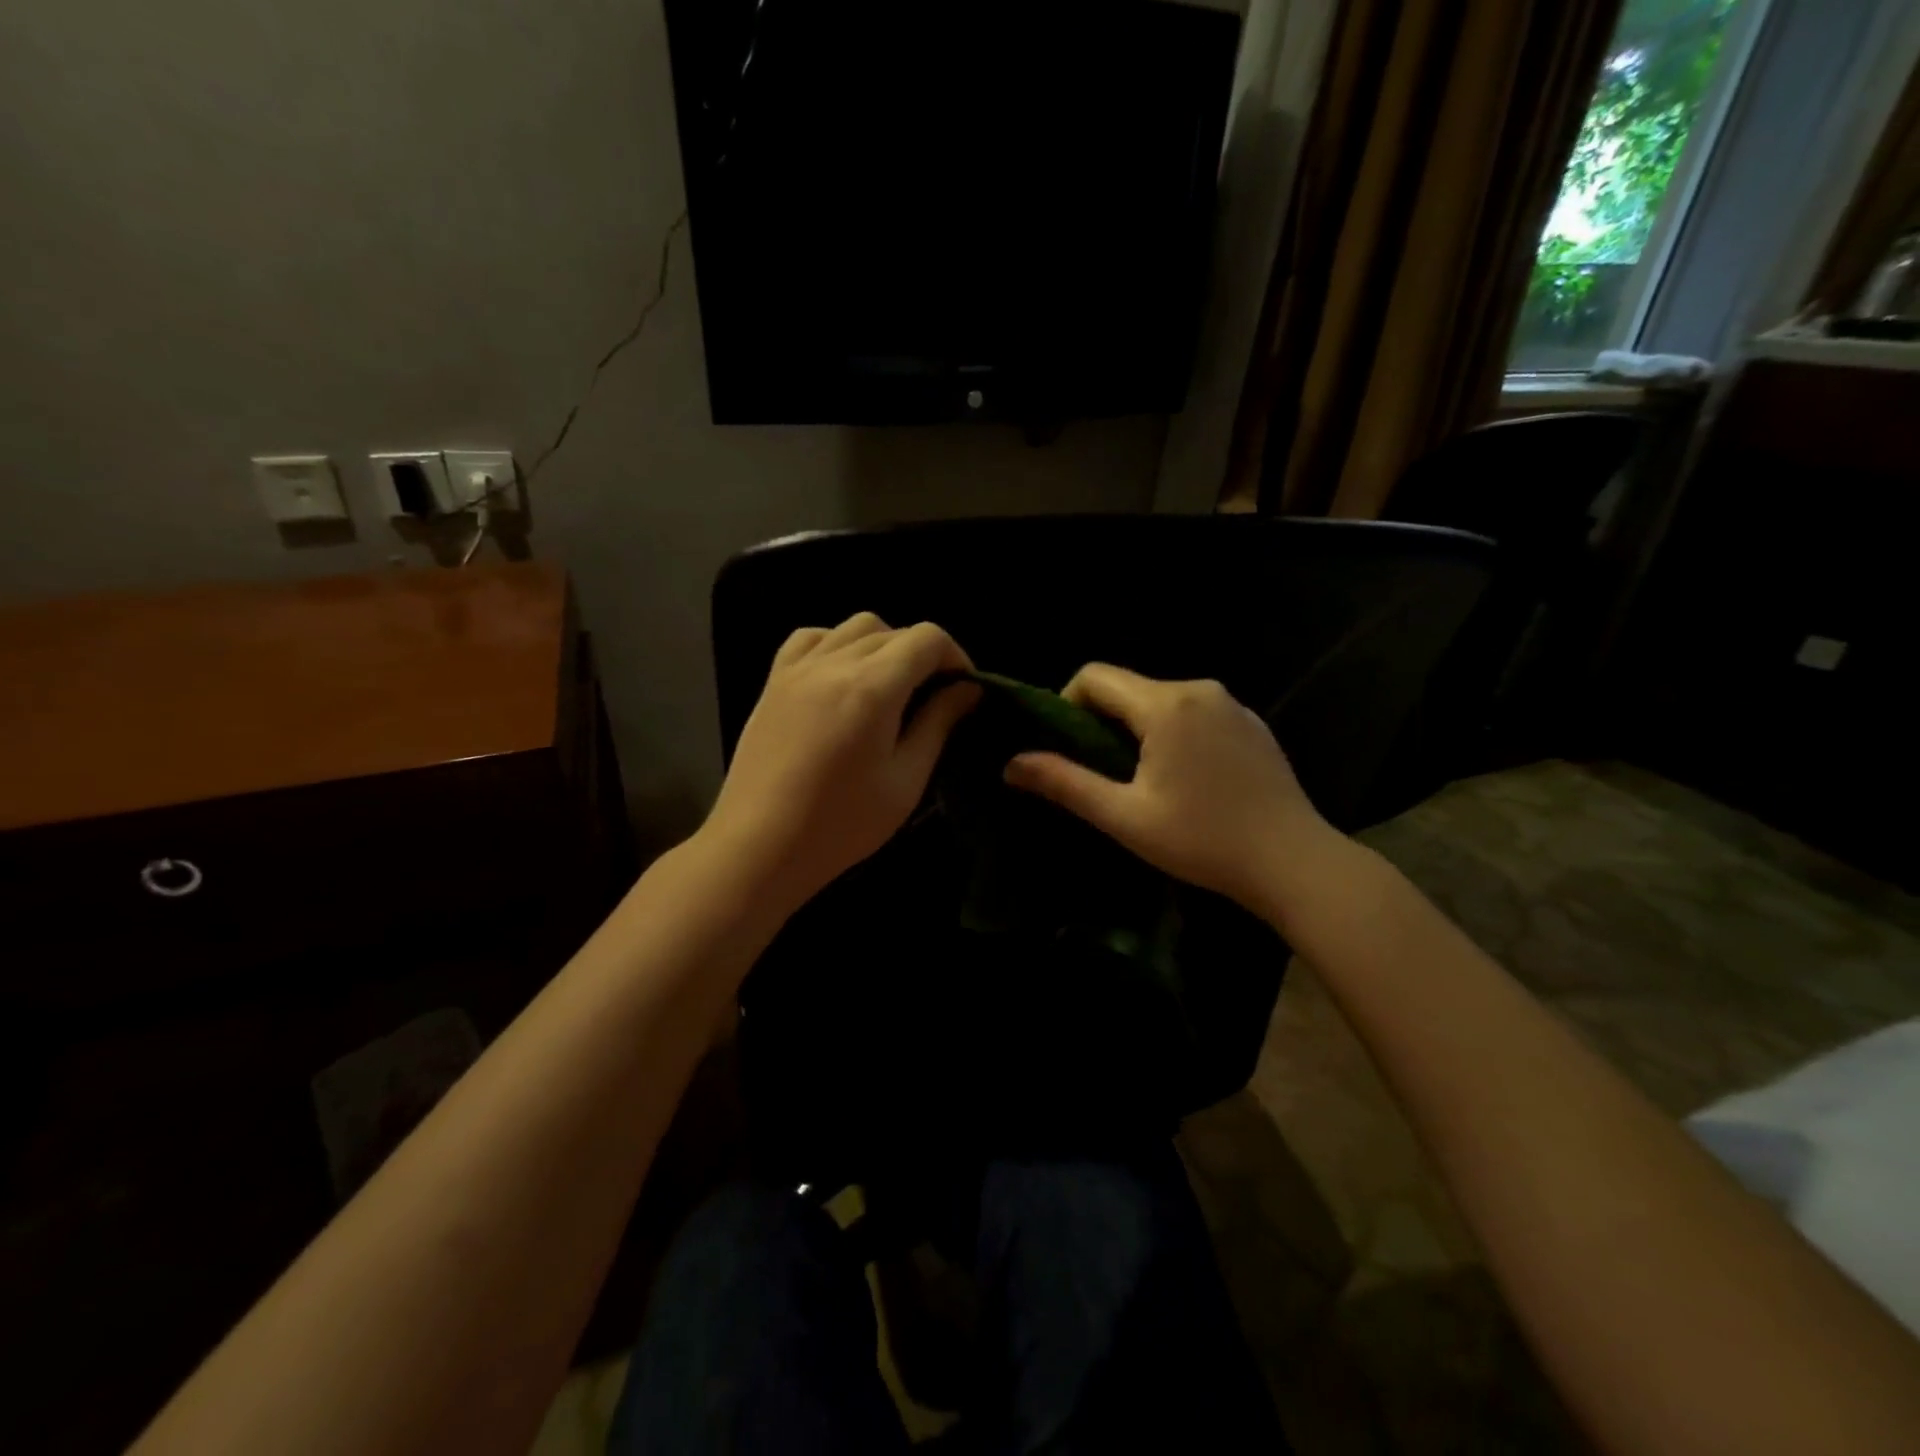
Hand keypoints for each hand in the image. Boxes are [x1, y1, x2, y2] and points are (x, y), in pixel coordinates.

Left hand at [702, 613, 980, 913]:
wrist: (760, 846)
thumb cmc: (841, 824)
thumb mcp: (905, 780)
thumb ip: (938, 724)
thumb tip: (968, 688)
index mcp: (872, 688)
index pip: (927, 638)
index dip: (956, 656)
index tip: (963, 690)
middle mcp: (834, 663)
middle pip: (894, 630)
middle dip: (924, 654)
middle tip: (934, 696)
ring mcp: (798, 668)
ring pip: (854, 626)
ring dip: (885, 644)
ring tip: (891, 685)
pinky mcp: (774, 681)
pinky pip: (812, 637)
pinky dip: (838, 642)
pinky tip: (844, 674)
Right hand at [1002, 664, 1339, 914]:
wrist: (1294, 862)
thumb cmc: (1202, 840)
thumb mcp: (1124, 817)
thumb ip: (1065, 783)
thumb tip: (1011, 763)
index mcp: (1165, 705)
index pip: (1094, 676)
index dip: (1066, 704)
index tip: (1067, 748)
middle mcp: (1199, 689)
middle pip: (1128, 688)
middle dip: (1102, 722)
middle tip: (1101, 774)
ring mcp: (1231, 704)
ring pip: (1161, 701)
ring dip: (1138, 730)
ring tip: (1142, 781)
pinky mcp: (1251, 723)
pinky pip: (1194, 713)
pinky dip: (1173, 734)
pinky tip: (1186, 780)